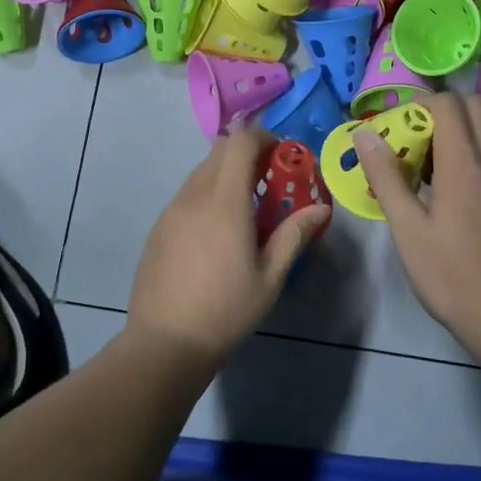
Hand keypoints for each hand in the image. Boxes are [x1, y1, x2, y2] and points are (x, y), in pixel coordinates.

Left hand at [127, 128, 329, 365]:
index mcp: (224, 201)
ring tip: (246, 207)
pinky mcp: (159, 226)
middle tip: (269, 180)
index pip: (239, 142)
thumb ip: (295, 235)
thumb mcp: (270, 277)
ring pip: (201, 171)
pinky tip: (218, 230)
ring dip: (226, 173)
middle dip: (247, 153)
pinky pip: (187, 193)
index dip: (263, 138)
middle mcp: (194, 195)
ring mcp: (171, 209)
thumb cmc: (226, 310)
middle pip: (219, 150)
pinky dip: (207, 193)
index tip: (282, 156)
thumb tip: (322, 208)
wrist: (165, 343)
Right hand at [355, 92, 480, 356]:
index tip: (398, 131)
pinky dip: (474, 157)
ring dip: (459, 134)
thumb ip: (386, 176)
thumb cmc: (452, 275)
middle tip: (414, 144)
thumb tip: (364, 133)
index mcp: (465, 163)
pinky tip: (455, 197)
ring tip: (430, 172)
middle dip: (442, 112)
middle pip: (474, 107)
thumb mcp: (408, 229)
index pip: (448, 103)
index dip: (419, 105)